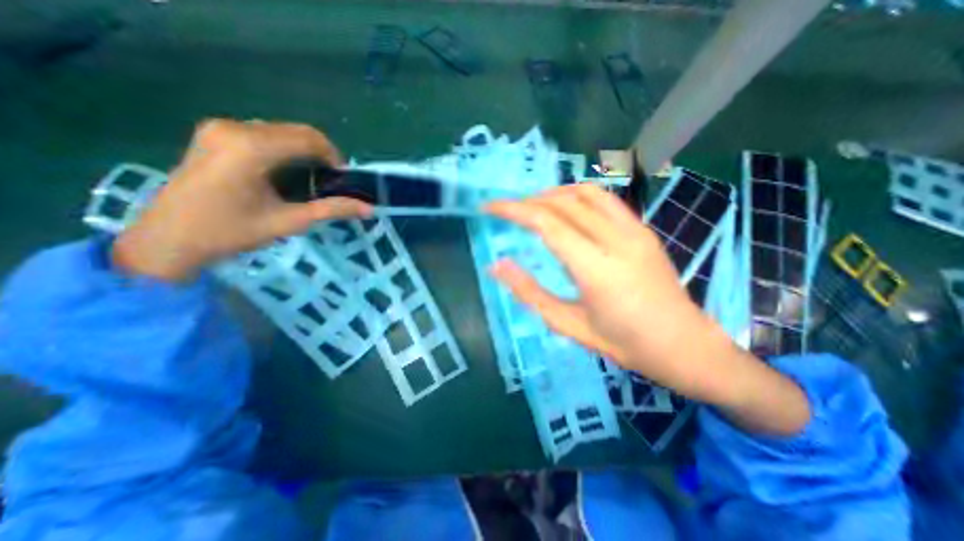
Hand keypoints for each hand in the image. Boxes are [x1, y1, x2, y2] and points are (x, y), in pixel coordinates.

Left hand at [109, 119, 370, 283]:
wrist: (169, 238)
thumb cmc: (232, 232)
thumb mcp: (289, 221)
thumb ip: (332, 210)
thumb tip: (369, 209)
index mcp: (251, 147)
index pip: (310, 138)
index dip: (334, 157)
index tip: (342, 181)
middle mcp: (234, 127)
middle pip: (297, 131)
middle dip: (321, 155)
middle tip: (328, 183)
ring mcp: (220, 127)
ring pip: (282, 131)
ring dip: (303, 152)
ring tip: (308, 180)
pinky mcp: (214, 133)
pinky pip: (264, 133)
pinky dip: (284, 150)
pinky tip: (283, 173)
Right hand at [490, 181, 713, 391]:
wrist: (684, 345)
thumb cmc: (623, 344)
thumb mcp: (567, 324)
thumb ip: (529, 292)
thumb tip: (496, 266)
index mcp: (596, 268)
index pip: (546, 222)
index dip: (513, 210)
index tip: (489, 208)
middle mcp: (616, 240)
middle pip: (563, 202)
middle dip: (528, 201)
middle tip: (507, 211)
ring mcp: (635, 230)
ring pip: (586, 192)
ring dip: (553, 193)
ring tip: (533, 207)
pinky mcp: (643, 229)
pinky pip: (605, 200)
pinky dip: (577, 196)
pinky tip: (566, 210)